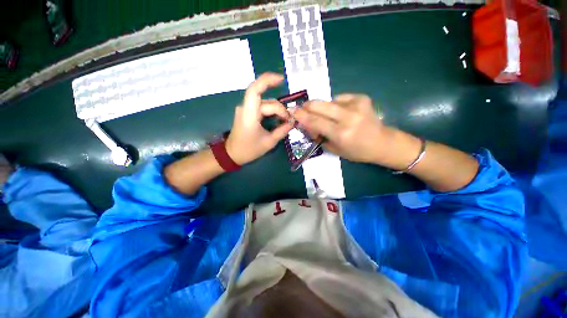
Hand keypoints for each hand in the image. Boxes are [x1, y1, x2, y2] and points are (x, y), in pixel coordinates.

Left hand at [225, 73, 293, 164]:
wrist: (232, 154)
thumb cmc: (249, 150)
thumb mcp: (269, 142)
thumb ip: (282, 131)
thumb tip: (293, 122)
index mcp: (249, 115)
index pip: (255, 90)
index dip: (267, 80)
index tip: (282, 80)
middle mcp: (246, 108)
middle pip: (267, 101)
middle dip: (280, 110)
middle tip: (289, 121)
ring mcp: (246, 110)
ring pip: (265, 104)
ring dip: (277, 111)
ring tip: (285, 121)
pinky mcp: (247, 113)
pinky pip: (261, 107)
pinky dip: (271, 111)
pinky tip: (278, 118)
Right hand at [294, 94, 389, 163]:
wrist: (382, 142)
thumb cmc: (357, 151)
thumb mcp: (334, 149)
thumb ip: (318, 136)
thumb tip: (306, 124)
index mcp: (341, 133)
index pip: (315, 121)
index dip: (301, 115)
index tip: (291, 111)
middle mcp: (348, 117)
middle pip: (319, 105)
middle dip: (307, 106)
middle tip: (302, 110)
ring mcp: (356, 105)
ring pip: (327, 101)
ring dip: (321, 109)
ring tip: (327, 117)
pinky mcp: (361, 97)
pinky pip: (338, 98)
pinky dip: (334, 105)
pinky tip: (340, 113)